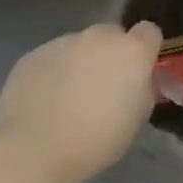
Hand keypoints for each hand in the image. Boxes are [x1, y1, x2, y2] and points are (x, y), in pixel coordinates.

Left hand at [0, 24, 162, 182]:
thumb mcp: (139, 116)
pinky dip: (53, 71)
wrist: (35, 151)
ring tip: (67, 95)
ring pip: (79, 45)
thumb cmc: (98, 140)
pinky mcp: (33, 54)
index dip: (145, 49)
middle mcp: (99, 38)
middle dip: (111, 53)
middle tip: (102, 84)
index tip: (138, 70)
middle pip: (111, 34)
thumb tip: (137, 79)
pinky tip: (44, 99)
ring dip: (80, 62)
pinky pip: (52, 57)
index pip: (149, 31)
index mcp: (132, 51)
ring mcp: (63, 43)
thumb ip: (143, 86)